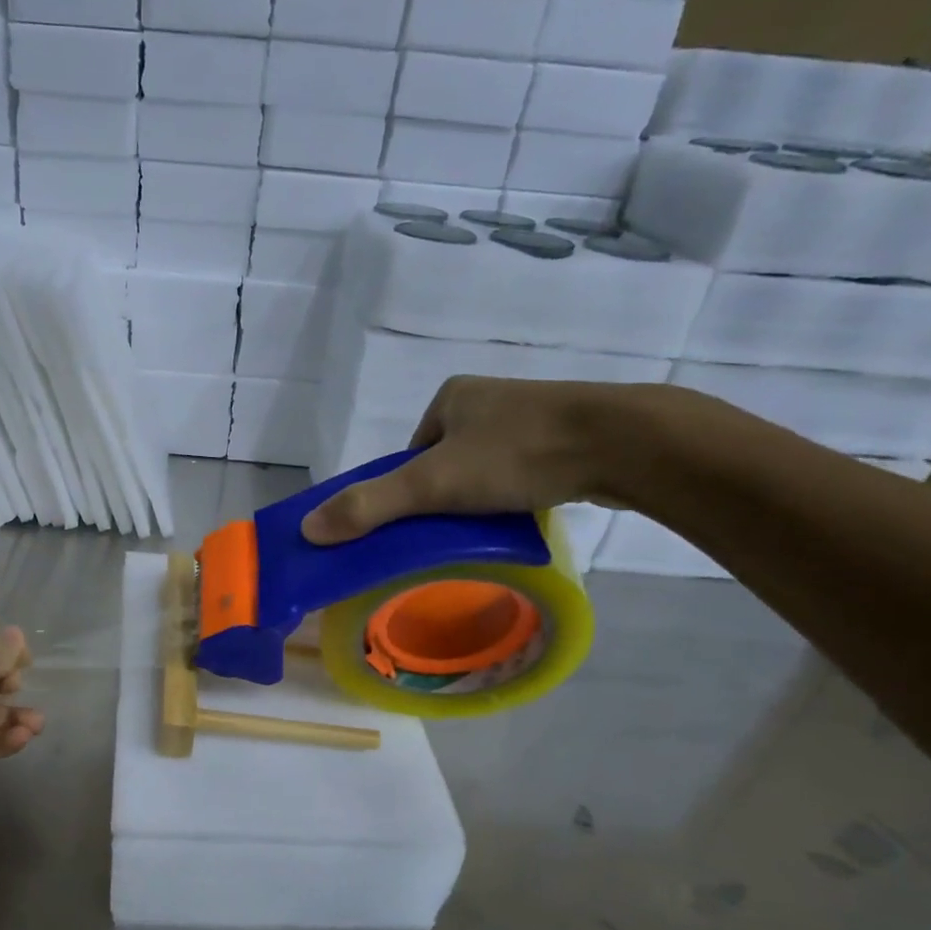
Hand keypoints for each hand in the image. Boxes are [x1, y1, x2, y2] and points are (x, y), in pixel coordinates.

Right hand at [302, 378, 641, 544]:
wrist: (622, 443)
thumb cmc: (518, 454)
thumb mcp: (432, 484)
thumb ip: (370, 506)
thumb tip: (307, 530)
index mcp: (451, 397)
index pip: (409, 454)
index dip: (403, 491)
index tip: (414, 523)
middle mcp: (487, 400)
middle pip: (443, 463)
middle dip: (442, 497)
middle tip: (449, 532)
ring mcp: (530, 416)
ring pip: (483, 469)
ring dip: (477, 499)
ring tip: (485, 529)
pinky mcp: (565, 437)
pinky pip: (519, 472)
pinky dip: (512, 496)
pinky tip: (520, 515)